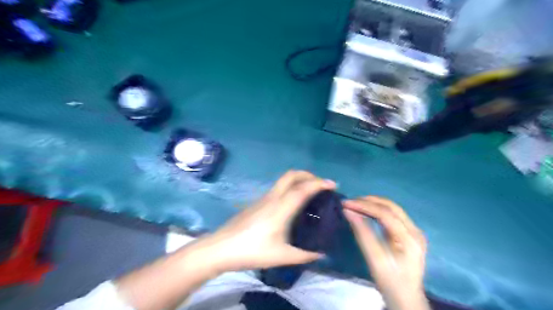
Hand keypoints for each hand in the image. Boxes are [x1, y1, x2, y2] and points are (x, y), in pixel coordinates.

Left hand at [199, 170, 336, 273]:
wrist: (221, 248)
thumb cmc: (252, 251)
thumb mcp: (281, 256)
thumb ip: (304, 255)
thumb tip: (321, 253)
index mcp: (281, 208)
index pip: (303, 189)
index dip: (319, 183)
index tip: (333, 185)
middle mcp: (273, 197)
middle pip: (291, 175)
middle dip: (308, 175)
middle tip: (321, 184)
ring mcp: (263, 198)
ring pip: (284, 180)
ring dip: (299, 180)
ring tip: (310, 191)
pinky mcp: (257, 202)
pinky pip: (278, 188)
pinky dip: (291, 187)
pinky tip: (293, 202)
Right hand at [345, 196, 428, 309]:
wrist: (406, 299)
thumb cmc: (390, 281)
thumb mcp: (374, 258)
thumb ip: (362, 233)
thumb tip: (348, 211)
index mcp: (409, 238)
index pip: (385, 213)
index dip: (364, 206)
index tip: (347, 203)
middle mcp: (415, 231)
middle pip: (391, 207)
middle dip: (369, 201)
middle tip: (350, 202)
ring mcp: (415, 231)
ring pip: (393, 209)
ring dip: (374, 204)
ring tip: (356, 204)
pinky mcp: (410, 234)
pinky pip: (393, 215)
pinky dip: (378, 210)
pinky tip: (367, 211)